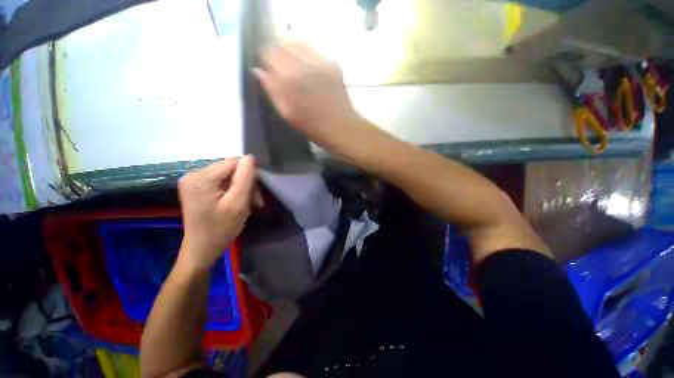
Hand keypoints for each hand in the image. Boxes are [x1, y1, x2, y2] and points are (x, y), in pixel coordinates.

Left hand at [177, 156, 256, 271]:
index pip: (233, 162)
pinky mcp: (198, 187)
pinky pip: (222, 182)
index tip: (256, 193)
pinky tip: (238, 203)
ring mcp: (194, 181)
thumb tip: (250, 158)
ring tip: (248, 204)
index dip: (250, 174)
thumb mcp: (238, 204)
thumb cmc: (221, 229)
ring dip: (242, 188)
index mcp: (201, 178)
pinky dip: (234, 191)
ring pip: (229, 176)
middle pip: (231, 169)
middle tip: (255, 202)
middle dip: (246, 184)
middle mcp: (194, 174)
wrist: (202, 249)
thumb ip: (245, 178)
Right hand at [255, 42, 361, 148]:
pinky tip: (310, 72)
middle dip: (279, 55)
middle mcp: (304, 63)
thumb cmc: (312, 126)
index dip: (267, 62)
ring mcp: (321, 61)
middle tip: (282, 72)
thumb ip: (272, 90)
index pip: (269, 52)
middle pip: (283, 44)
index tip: (270, 73)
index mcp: (290, 78)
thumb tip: (259, 71)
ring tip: (295, 69)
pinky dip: (307, 57)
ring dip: (293, 53)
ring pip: (299, 44)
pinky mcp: (333, 63)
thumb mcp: (287, 113)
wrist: (341, 127)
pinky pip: (314, 51)